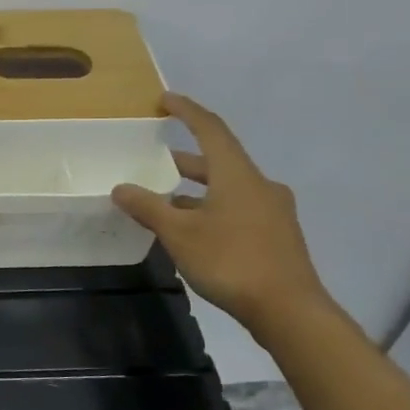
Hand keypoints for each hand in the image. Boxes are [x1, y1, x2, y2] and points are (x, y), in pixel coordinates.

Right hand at [111, 93, 330, 336]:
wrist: (289, 310)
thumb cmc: (231, 261)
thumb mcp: (180, 234)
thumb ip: (149, 207)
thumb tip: (121, 188)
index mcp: (237, 174)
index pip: (210, 129)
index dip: (187, 111)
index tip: (166, 100)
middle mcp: (259, 185)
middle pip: (219, 160)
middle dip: (185, 159)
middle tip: (155, 159)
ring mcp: (272, 211)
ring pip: (228, 188)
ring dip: (197, 189)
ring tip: (166, 200)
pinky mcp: (276, 235)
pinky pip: (238, 209)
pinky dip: (212, 209)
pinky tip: (193, 230)